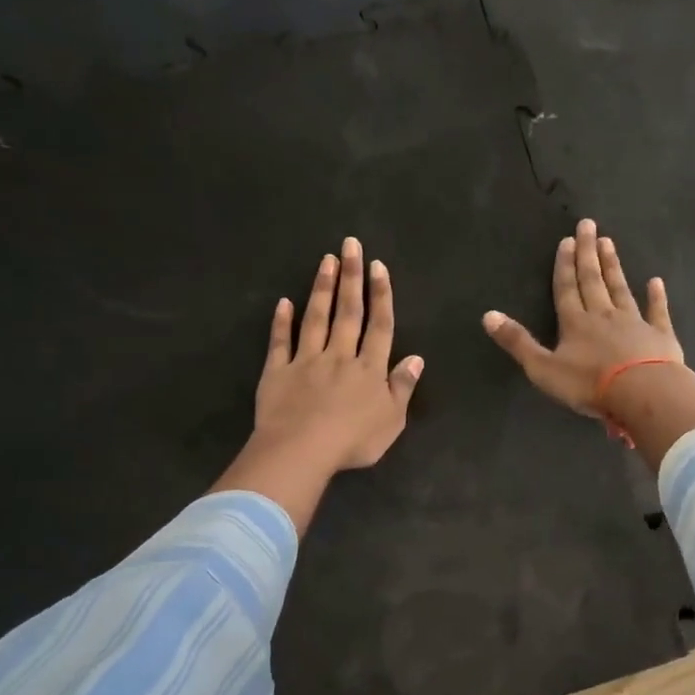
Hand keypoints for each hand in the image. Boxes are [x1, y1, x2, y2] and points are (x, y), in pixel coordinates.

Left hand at [254, 237, 423, 468]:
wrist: (301, 450)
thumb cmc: (353, 441)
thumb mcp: (391, 421)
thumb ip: (402, 387)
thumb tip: (416, 358)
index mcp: (369, 369)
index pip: (379, 326)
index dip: (381, 295)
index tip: (378, 266)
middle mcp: (340, 356)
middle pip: (348, 312)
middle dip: (351, 277)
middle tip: (350, 244)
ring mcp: (306, 361)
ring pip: (316, 318)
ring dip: (322, 288)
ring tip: (326, 260)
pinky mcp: (277, 372)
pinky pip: (280, 342)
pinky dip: (282, 322)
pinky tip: (284, 302)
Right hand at [482, 218, 682, 415]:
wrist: (642, 393)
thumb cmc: (589, 384)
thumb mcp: (543, 368)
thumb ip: (518, 342)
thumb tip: (488, 315)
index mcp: (575, 323)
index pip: (566, 288)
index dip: (564, 264)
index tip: (567, 239)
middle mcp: (603, 315)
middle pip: (593, 280)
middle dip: (588, 253)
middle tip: (589, 225)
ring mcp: (634, 323)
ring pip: (620, 289)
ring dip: (613, 267)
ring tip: (609, 243)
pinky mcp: (660, 336)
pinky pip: (657, 311)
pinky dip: (656, 296)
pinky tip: (656, 282)